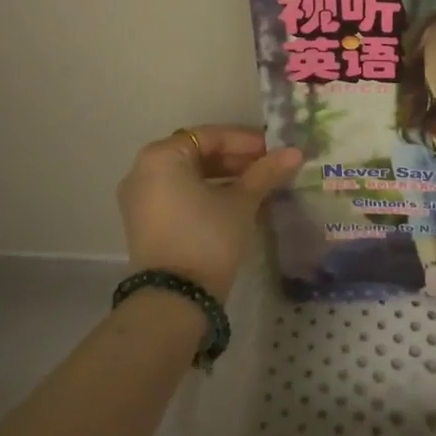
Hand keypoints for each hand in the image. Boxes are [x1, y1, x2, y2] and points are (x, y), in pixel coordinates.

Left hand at [115, 126, 301, 301]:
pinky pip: (179, 195)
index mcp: (162, 156)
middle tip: (270, 167)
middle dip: (236, 160)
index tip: (274, 150)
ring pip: (189, 176)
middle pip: (198, 154)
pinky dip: (206, 193)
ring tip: (259, 185)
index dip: (246, 141)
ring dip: (224, 177)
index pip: (211, 136)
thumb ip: (265, 172)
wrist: (175, 299)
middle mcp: (143, 170)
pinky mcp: (145, 223)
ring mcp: (140, 199)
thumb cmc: (207, 237)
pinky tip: (237, 202)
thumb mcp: (241, 202)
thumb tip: (295, 152)